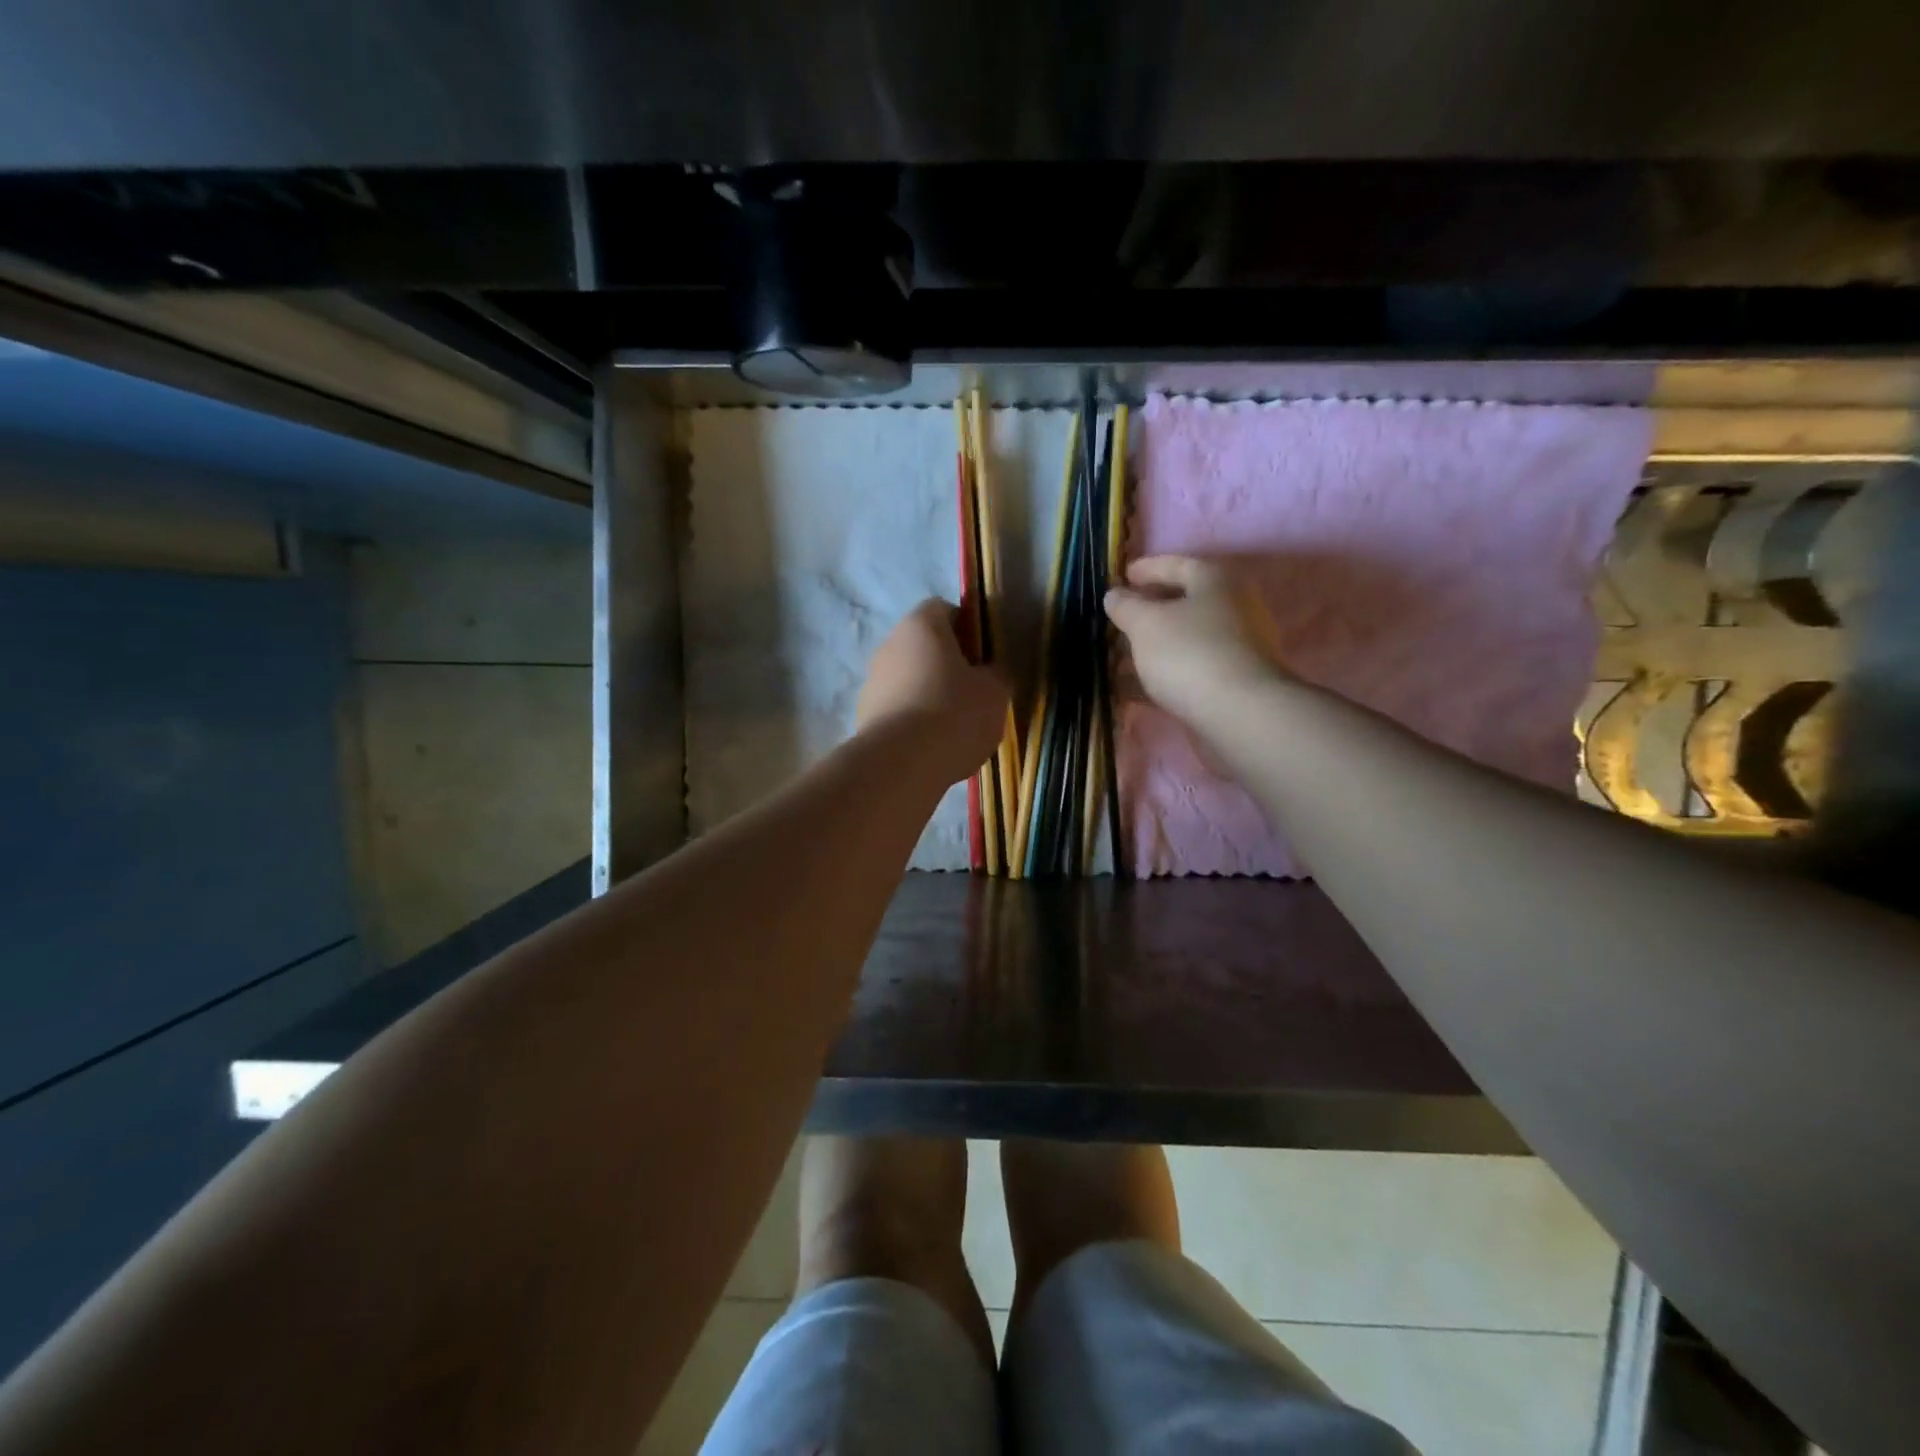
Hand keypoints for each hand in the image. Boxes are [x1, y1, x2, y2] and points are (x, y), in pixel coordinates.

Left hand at [856, 600, 1008, 782]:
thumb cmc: (954, 713)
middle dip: (950, 664)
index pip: (945, 609)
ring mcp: (872, 680)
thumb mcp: (995, 691)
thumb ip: (997, 673)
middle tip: (975, 692)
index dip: (969, 628)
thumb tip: (991, 670)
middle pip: (925, 646)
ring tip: (956, 726)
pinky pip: (898, 708)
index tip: (985, 656)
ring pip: (910, 678)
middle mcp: (890, 644)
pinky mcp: (865, 715)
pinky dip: (915, 719)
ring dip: (931, 693)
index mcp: (921, 625)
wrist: (901, 764)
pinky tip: (933, 744)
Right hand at [1104, 556, 1283, 723]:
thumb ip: (1126, 606)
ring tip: (1119, 655)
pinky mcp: (1232, 680)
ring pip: (1185, 638)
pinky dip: (1163, 671)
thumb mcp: (1145, 623)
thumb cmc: (1189, 653)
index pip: (1176, 564)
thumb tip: (1115, 595)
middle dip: (1148, 610)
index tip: (1121, 577)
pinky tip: (1134, 684)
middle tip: (1118, 618)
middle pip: (1183, 602)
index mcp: (1215, 581)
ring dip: (1153, 645)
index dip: (1146, 568)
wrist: (1239, 713)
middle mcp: (1232, 607)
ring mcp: (1236, 646)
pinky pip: (1190, 667)